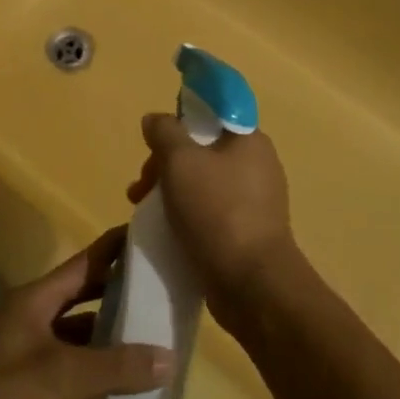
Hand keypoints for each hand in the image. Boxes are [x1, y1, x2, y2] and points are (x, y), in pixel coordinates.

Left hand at [0, 228, 171, 398]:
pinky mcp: (27, 393)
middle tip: (157, 285)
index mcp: (32, 301)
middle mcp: (28, 321)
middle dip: (114, 291)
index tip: (143, 232)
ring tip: (149, 334)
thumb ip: (118, 366)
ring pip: (75, 336)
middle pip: (79, 297)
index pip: (81, 265)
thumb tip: (169, 358)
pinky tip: (124, 381)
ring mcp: (26, 357)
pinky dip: (95, 372)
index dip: (111, 249)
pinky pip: (70, 371)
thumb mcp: (66, 377)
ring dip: (106, 336)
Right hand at [130, 114, 297, 334]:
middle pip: (202, 149)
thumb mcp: (180, 161)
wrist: (253, 285)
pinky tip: (167, 230)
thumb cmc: (217, 211)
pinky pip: (210, 211)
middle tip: (141, 186)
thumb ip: (164, 132)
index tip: (157, 142)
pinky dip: (187, 215)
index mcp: (249, 139)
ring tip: (144, 210)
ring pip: (203, 182)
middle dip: (165, 163)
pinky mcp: (249, 231)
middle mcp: (257, 164)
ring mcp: (256, 200)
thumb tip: (155, 119)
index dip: (179, 121)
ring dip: (171, 190)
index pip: (211, 113)